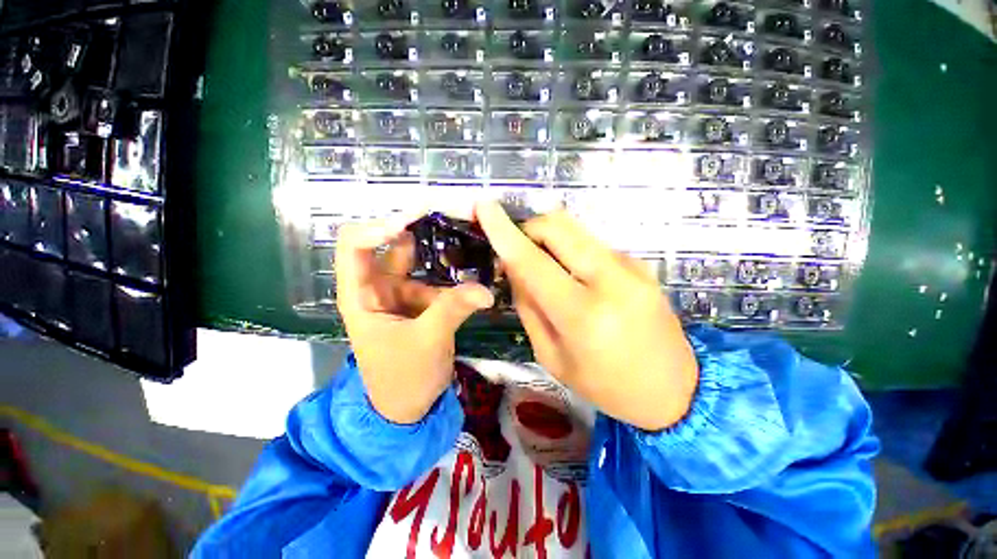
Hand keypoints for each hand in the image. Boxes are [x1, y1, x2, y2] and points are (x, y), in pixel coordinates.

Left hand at [336, 216, 494, 423]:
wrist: (410, 407)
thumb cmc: (403, 378)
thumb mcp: (426, 343)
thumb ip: (453, 310)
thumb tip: (485, 289)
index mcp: (362, 295)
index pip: (355, 245)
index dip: (379, 226)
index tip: (413, 220)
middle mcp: (379, 286)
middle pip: (392, 244)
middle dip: (417, 225)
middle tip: (449, 211)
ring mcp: (402, 292)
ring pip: (418, 258)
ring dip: (439, 245)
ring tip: (466, 229)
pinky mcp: (422, 300)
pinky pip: (437, 277)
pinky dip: (453, 269)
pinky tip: (472, 260)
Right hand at [475, 202, 698, 430]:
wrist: (675, 389)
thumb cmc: (606, 385)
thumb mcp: (552, 356)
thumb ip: (529, 307)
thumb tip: (514, 269)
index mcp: (582, 314)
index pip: (532, 262)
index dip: (503, 231)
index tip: (484, 206)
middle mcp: (610, 280)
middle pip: (558, 226)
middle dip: (529, 228)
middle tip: (517, 250)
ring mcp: (631, 267)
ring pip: (575, 230)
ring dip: (550, 239)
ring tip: (544, 267)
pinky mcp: (640, 263)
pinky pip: (591, 244)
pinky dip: (571, 251)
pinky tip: (574, 277)